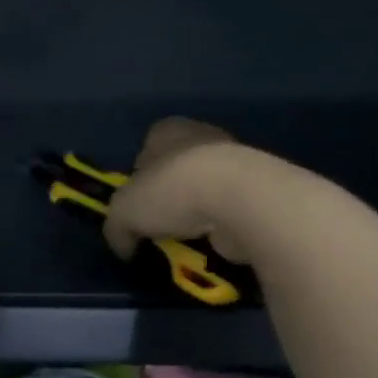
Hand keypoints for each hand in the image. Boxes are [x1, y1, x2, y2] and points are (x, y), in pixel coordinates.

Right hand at [101, 117, 260, 266]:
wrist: (240, 200)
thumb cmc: (170, 190)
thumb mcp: (121, 213)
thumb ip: (116, 228)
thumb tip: (124, 246)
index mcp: (167, 131)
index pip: (148, 146)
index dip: (139, 173)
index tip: (136, 199)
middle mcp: (203, 137)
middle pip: (178, 167)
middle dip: (169, 194)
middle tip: (158, 222)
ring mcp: (238, 161)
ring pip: (206, 188)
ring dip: (197, 211)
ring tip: (185, 238)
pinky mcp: (261, 190)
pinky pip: (231, 209)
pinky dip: (221, 225)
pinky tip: (212, 242)